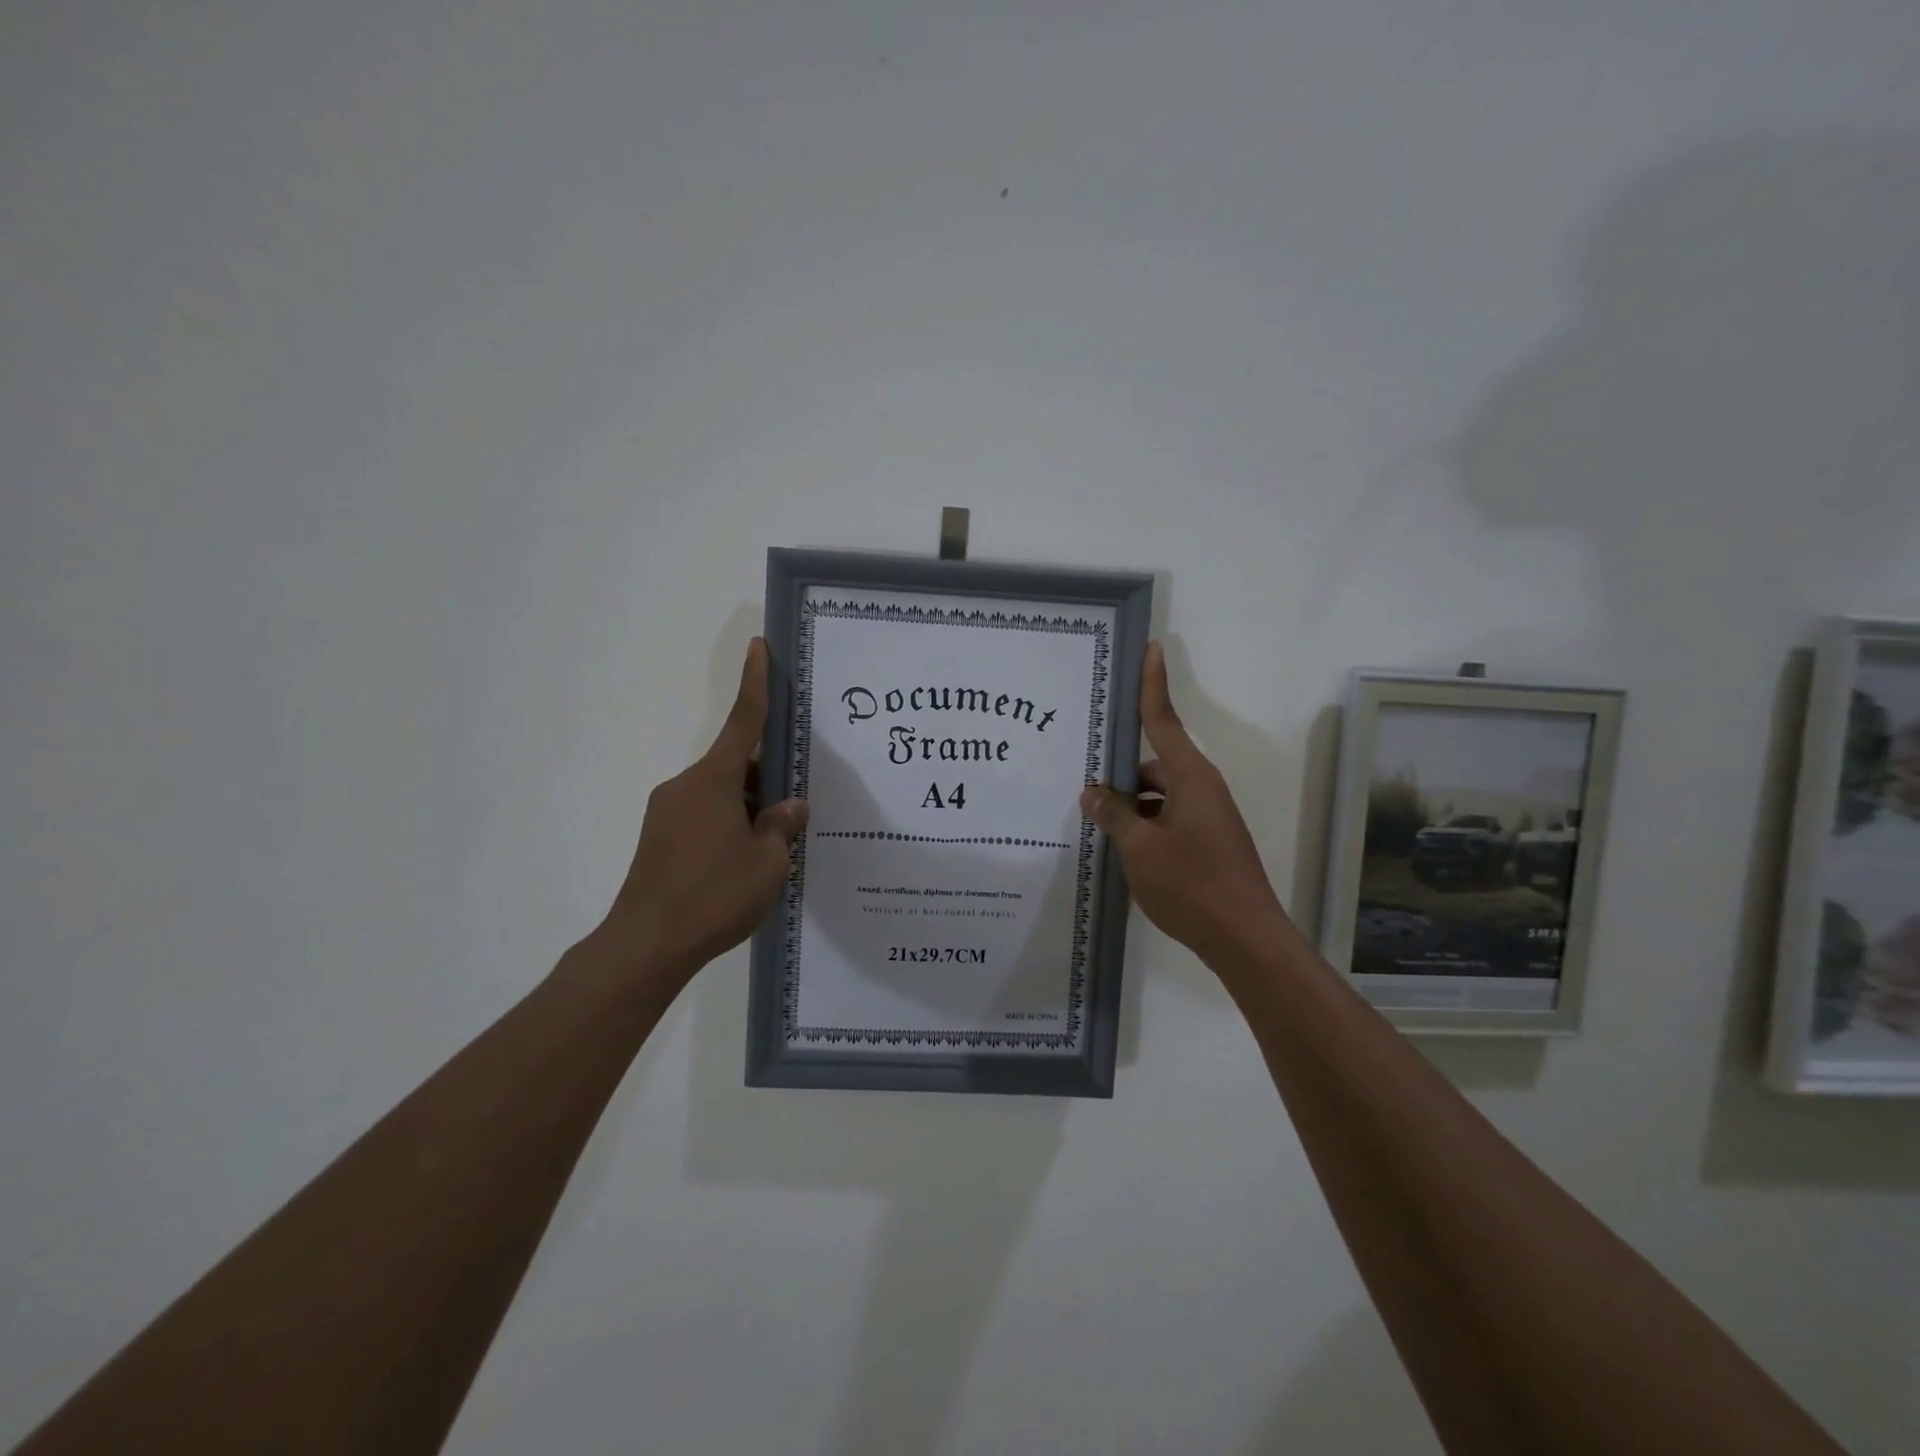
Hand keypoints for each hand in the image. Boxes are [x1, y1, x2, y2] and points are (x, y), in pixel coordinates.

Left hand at [597, 638, 807, 981]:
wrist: (646, 946)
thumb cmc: (714, 896)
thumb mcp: (768, 862)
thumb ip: (782, 826)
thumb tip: (790, 807)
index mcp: (714, 781)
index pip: (743, 722)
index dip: (755, 684)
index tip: (759, 647)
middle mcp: (686, 786)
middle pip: (737, 765)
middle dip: (768, 776)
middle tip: (798, 802)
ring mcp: (668, 813)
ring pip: (721, 793)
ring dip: (750, 806)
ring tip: (777, 844)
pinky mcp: (660, 839)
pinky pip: (705, 816)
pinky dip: (730, 824)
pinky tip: (747, 860)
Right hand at [1081, 643, 1289, 971]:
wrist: (1245, 940)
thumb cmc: (1191, 884)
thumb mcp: (1139, 848)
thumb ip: (1114, 814)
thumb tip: (1093, 792)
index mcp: (1190, 777)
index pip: (1163, 720)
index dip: (1152, 684)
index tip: (1150, 648)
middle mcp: (1201, 789)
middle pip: (1154, 764)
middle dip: (1120, 773)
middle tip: (1081, 785)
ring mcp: (1207, 817)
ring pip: (1158, 796)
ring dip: (1130, 805)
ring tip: (1093, 823)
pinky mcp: (1207, 842)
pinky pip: (1167, 819)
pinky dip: (1144, 826)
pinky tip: (1119, 848)